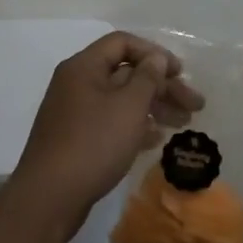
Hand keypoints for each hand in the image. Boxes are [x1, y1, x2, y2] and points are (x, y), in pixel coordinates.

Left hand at [5, 32, 204, 240]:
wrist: (48, 199)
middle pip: (126, 73)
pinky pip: (111, 122)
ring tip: (182, 124)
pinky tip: (156, 140)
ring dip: (154, 107)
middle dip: (162, 86)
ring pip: (121, 100)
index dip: (155, 53)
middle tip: (194, 105)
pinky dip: (135, 126)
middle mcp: (77, 84)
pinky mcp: (76, 140)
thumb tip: (156, 58)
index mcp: (84, 67)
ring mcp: (74, 113)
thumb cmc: (93, 143)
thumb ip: (148, 77)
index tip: (180, 73)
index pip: (123, 43)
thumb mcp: (129, 106)